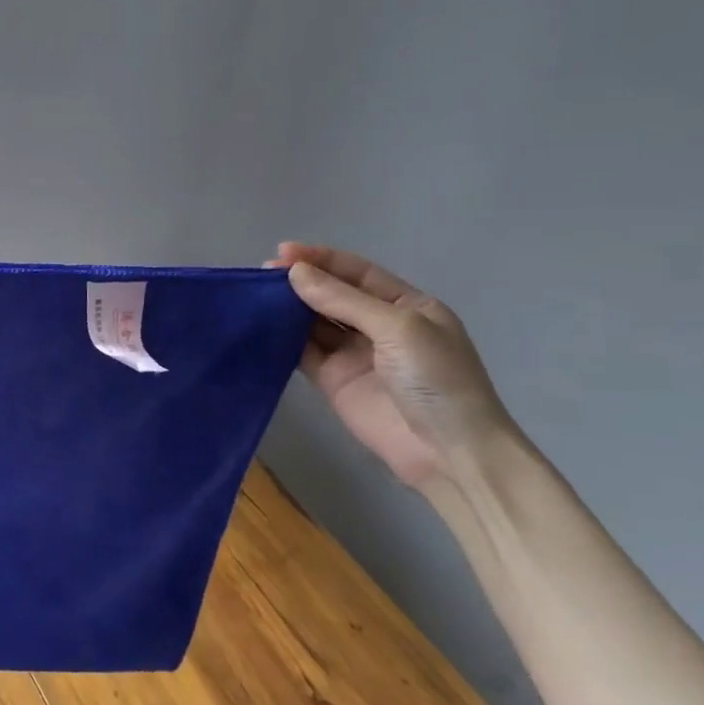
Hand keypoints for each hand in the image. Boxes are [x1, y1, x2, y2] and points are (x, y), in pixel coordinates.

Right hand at [274, 243, 517, 496]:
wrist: (448, 452)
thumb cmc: (436, 379)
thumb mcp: (398, 328)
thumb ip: (343, 301)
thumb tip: (295, 273)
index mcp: (406, 305)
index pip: (357, 272)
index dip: (321, 259)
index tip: (282, 252)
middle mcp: (378, 325)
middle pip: (332, 294)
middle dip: (300, 282)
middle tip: (261, 275)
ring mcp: (354, 354)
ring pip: (313, 322)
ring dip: (287, 308)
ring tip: (255, 297)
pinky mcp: (332, 380)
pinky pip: (302, 352)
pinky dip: (282, 339)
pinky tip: (260, 328)